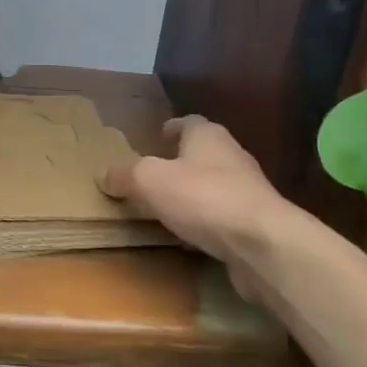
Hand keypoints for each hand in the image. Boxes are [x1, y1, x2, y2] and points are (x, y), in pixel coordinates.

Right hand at [100, 116, 290, 299]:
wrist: (263, 244)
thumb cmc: (204, 197)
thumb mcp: (150, 180)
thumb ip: (126, 175)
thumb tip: (103, 173)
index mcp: (208, 136)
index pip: (190, 122)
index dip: (173, 127)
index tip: (160, 134)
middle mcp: (232, 157)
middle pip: (204, 154)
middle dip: (183, 162)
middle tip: (157, 174)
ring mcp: (249, 193)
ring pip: (216, 187)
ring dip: (196, 196)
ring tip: (170, 209)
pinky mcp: (257, 227)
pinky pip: (225, 220)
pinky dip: (208, 225)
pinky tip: (191, 241)